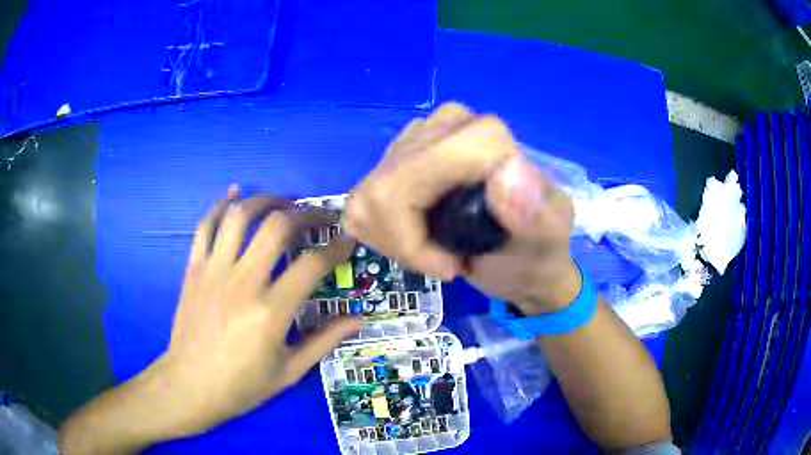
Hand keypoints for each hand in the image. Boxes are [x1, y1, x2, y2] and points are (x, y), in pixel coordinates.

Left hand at [153, 186, 362, 435]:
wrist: (190, 385)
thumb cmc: (242, 385)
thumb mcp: (290, 371)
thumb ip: (324, 341)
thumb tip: (358, 319)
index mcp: (272, 311)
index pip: (312, 265)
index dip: (336, 248)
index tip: (347, 240)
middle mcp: (243, 281)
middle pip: (277, 227)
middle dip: (306, 214)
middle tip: (320, 216)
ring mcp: (214, 270)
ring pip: (240, 216)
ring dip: (266, 201)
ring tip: (283, 202)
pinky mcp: (194, 269)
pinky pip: (205, 226)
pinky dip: (220, 205)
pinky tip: (235, 193)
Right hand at [345, 103, 578, 314]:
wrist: (522, 256)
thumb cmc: (534, 251)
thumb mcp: (548, 241)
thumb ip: (538, 213)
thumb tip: (508, 172)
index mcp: (483, 135)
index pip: (413, 174)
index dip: (414, 233)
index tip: (450, 268)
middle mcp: (445, 122)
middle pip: (384, 186)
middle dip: (402, 242)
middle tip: (442, 262)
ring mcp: (416, 135)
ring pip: (367, 194)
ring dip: (393, 240)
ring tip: (433, 251)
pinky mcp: (398, 154)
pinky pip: (361, 197)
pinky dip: (382, 231)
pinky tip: (414, 235)